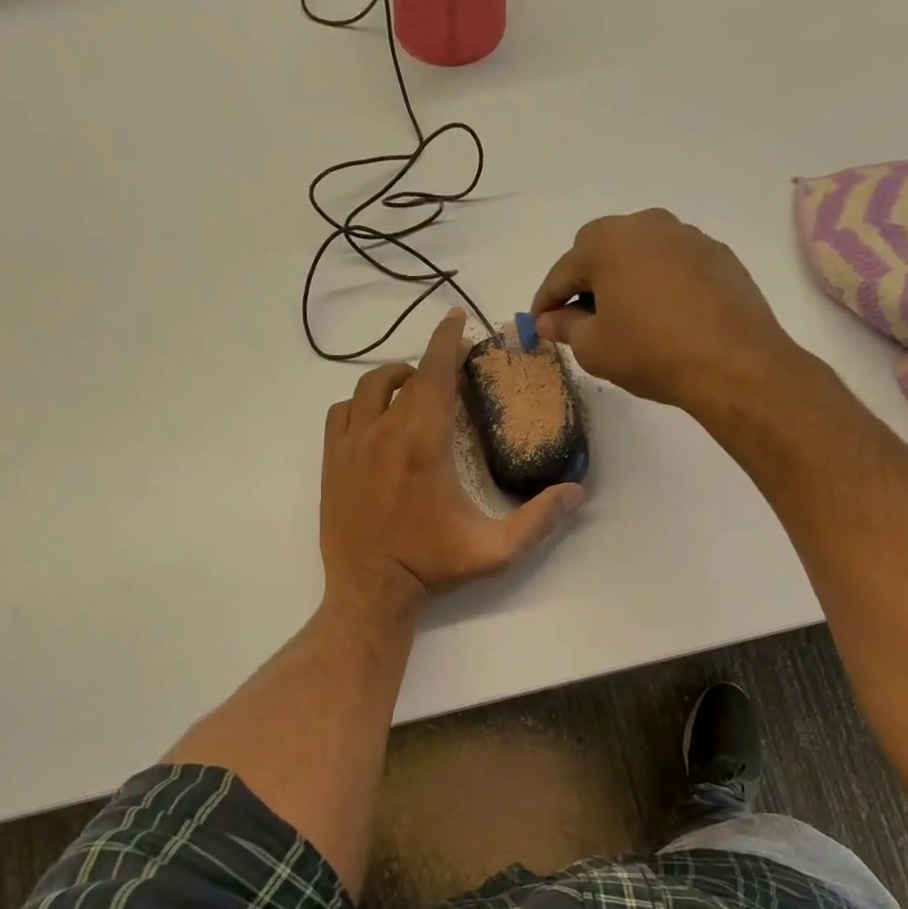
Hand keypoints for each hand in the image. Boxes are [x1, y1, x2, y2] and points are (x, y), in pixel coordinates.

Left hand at [320, 310, 584, 615]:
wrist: (370, 590)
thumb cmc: (432, 566)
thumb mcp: (494, 550)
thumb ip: (538, 520)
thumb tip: (575, 491)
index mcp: (424, 444)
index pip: (436, 374)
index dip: (447, 340)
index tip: (456, 318)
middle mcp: (384, 433)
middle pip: (407, 377)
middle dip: (431, 361)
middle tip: (451, 367)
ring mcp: (352, 445)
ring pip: (369, 388)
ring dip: (395, 379)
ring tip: (413, 386)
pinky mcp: (331, 460)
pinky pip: (341, 412)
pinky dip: (360, 403)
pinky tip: (375, 417)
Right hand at [532, 209, 807, 415]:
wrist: (733, 363)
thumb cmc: (651, 353)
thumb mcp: (594, 348)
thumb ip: (566, 327)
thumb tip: (550, 320)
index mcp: (608, 242)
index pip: (563, 271)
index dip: (546, 300)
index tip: (538, 324)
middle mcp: (647, 225)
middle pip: (601, 248)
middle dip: (584, 280)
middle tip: (578, 317)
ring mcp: (687, 236)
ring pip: (640, 251)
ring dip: (623, 277)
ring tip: (622, 315)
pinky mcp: (717, 255)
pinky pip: (672, 263)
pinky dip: (657, 282)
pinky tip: (661, 315)